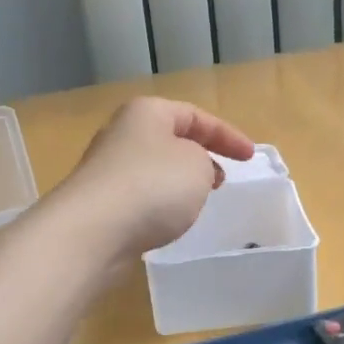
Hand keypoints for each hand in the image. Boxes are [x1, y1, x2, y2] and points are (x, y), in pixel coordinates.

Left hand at [54, 96, 255, 256]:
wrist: (93, 231)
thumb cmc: (153, 186)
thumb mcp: (198, 165)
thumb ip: (204, 162)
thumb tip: (187, 170)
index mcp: (146, 113)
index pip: (195, 115)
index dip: (227, 135)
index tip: (250, 158)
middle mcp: (122, 134)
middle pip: (170, 139)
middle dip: (199, 156)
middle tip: (221, 179)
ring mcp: (106, 169)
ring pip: (154, 169)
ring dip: (178, 182)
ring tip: (197, 203)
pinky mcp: (99, 203)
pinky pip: (139, 197)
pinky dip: (158, 205)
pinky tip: (166, 223)